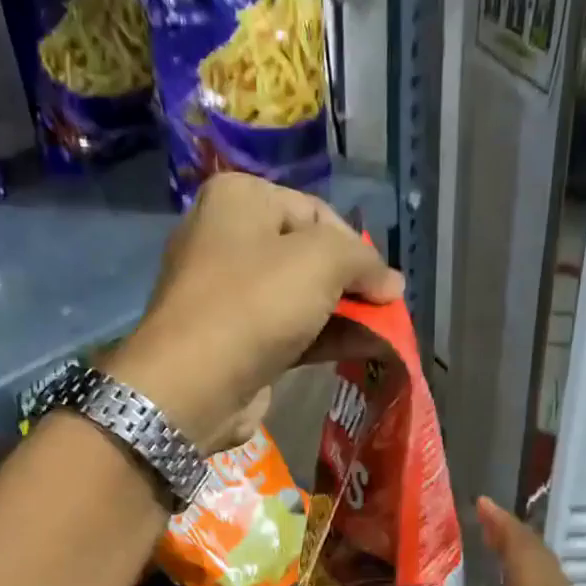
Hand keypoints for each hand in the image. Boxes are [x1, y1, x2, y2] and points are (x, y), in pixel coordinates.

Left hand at [106, 174, 403, 452]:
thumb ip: (363, 260)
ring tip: (384, 332)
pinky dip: (325, 337)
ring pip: (301, 296)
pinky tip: (362, 350)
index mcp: (238, 199)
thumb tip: (391, 283)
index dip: (356, 246)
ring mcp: (227, 293)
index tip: (382, 283)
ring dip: (344, 314)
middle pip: (308, 254)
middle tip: (383, 308)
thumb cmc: (255, 304)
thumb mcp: (321, 260)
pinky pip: (290, 330)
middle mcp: (227, 239)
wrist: (194, 386)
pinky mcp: (235, 339)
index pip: (316, 211)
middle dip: (351, 282)